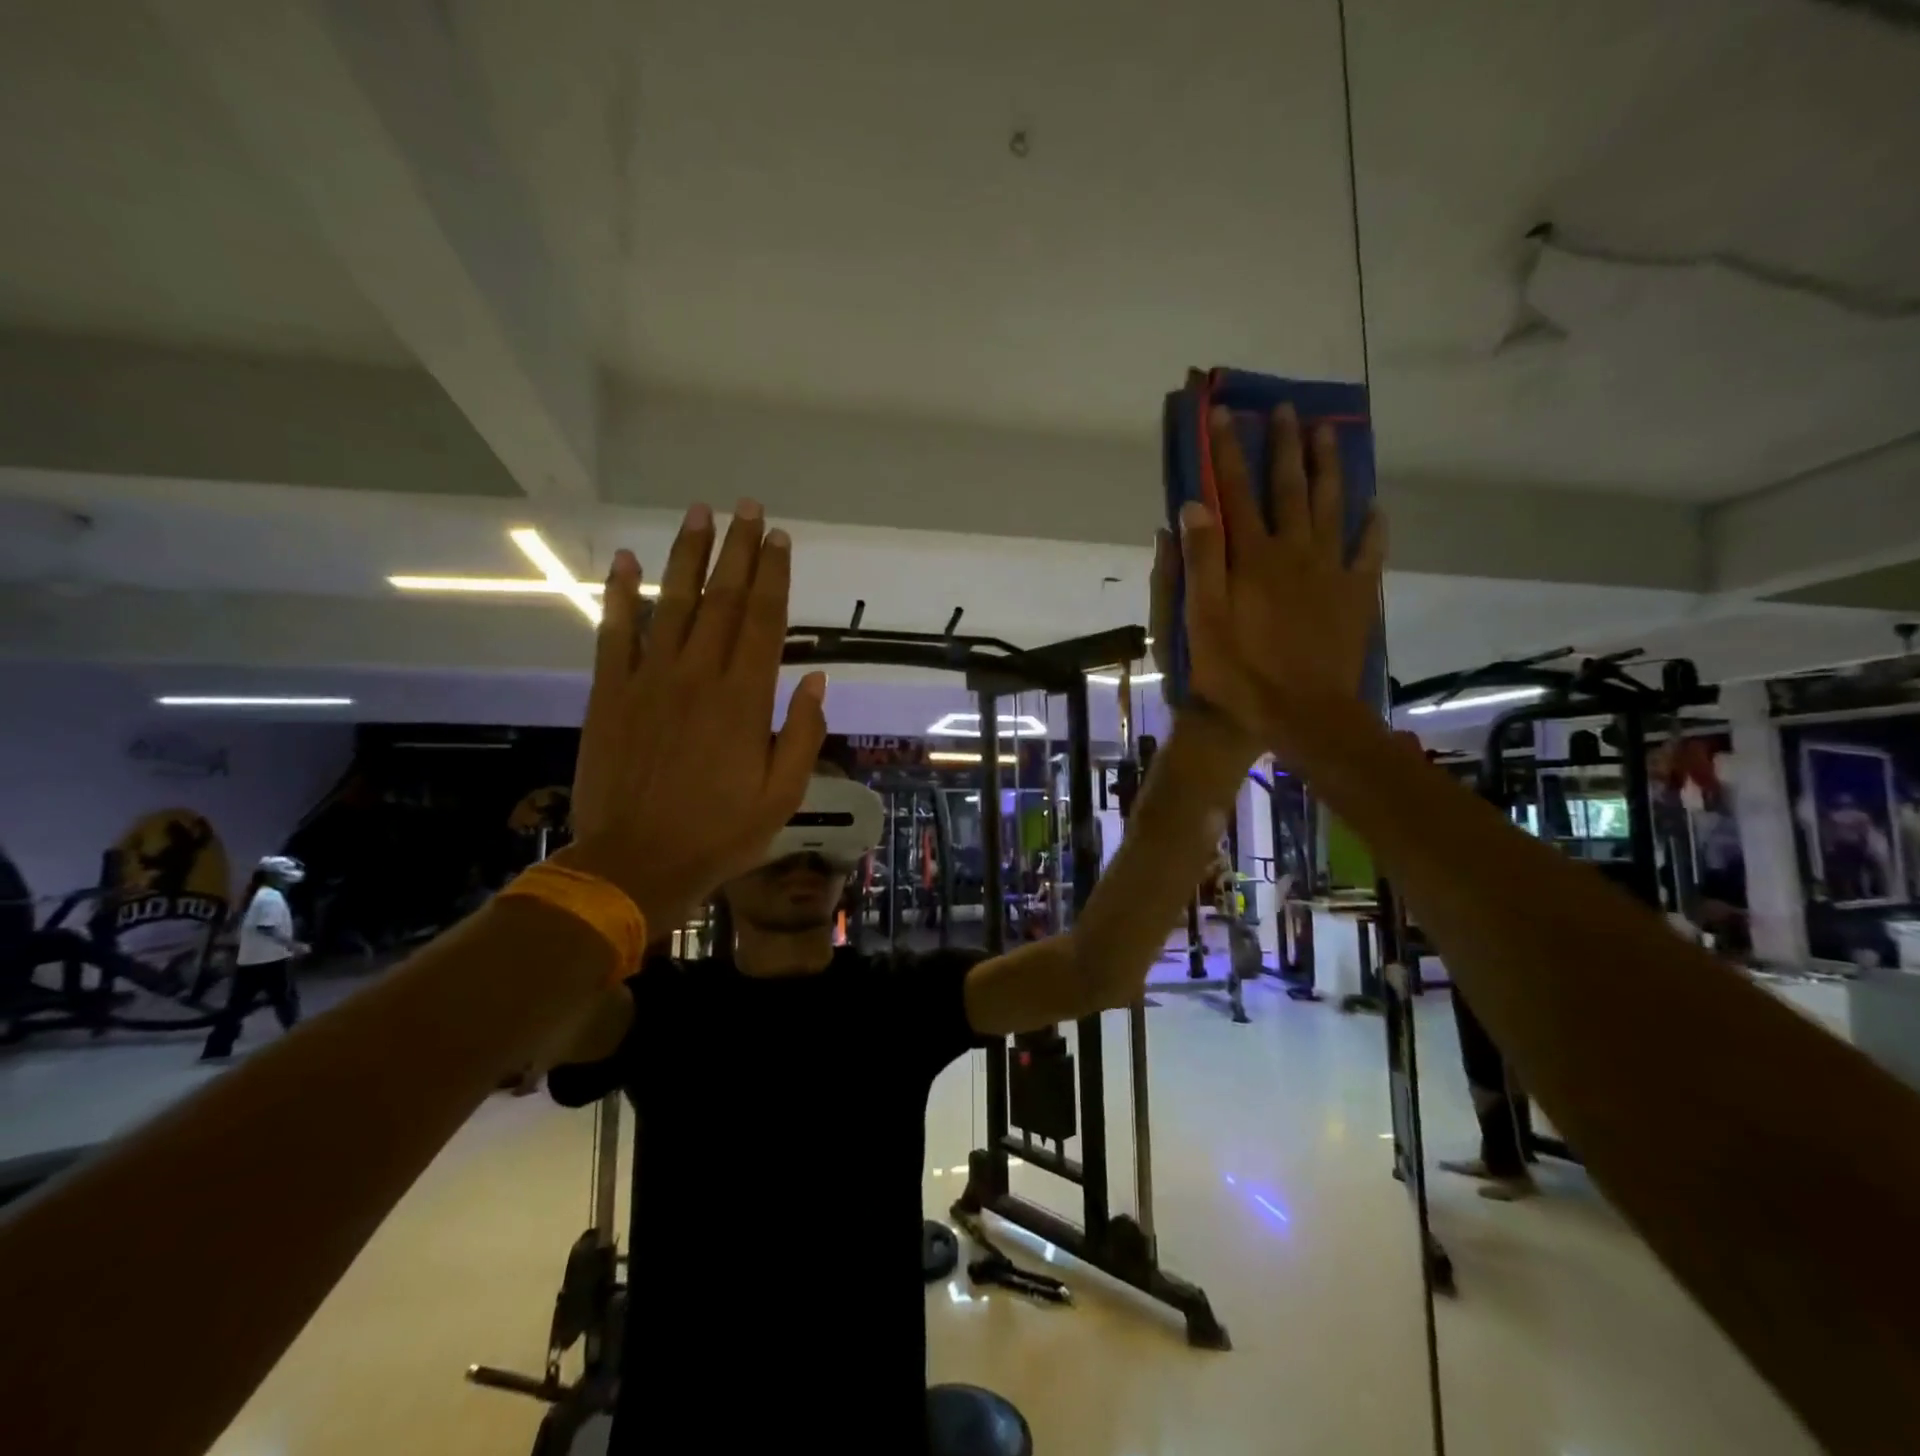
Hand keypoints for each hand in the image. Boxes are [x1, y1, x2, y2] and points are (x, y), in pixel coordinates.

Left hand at [559, 500, 827, 930]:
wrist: (635, 863)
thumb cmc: (719, 834)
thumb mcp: (782, 796)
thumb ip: (801, 735)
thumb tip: (816, 680)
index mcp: (744, 700)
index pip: (765, 621)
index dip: (774, 575)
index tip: (780, 538)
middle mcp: (698, 676)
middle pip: (723, 600)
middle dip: (738, 550)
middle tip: (747, 508)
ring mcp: (649, 680)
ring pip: (673, 604)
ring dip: (687, 556)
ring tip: (698, 513)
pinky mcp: (610, 694)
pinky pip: (614, 634)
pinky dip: (621, 595)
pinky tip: (627, 560)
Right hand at [1177, 404, 1384, 755]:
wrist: (1303, 712)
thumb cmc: (1241, 672)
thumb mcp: (1202, 621)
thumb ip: (1200, 562)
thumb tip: (1193, 504)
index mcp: (1252, 557)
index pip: (1235, 492)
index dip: (1227, 452)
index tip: (1223, 415)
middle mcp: (1294, 552)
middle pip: (1289, 488)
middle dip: (1284, 446)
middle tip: (1286, 409)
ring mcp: (1331, 571)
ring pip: (1332, 507)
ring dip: (1328, 468)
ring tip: (1329, 433)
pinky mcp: (1356, 595)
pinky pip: (1368, 551)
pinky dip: (1372, 526)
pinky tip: (1375, 507)